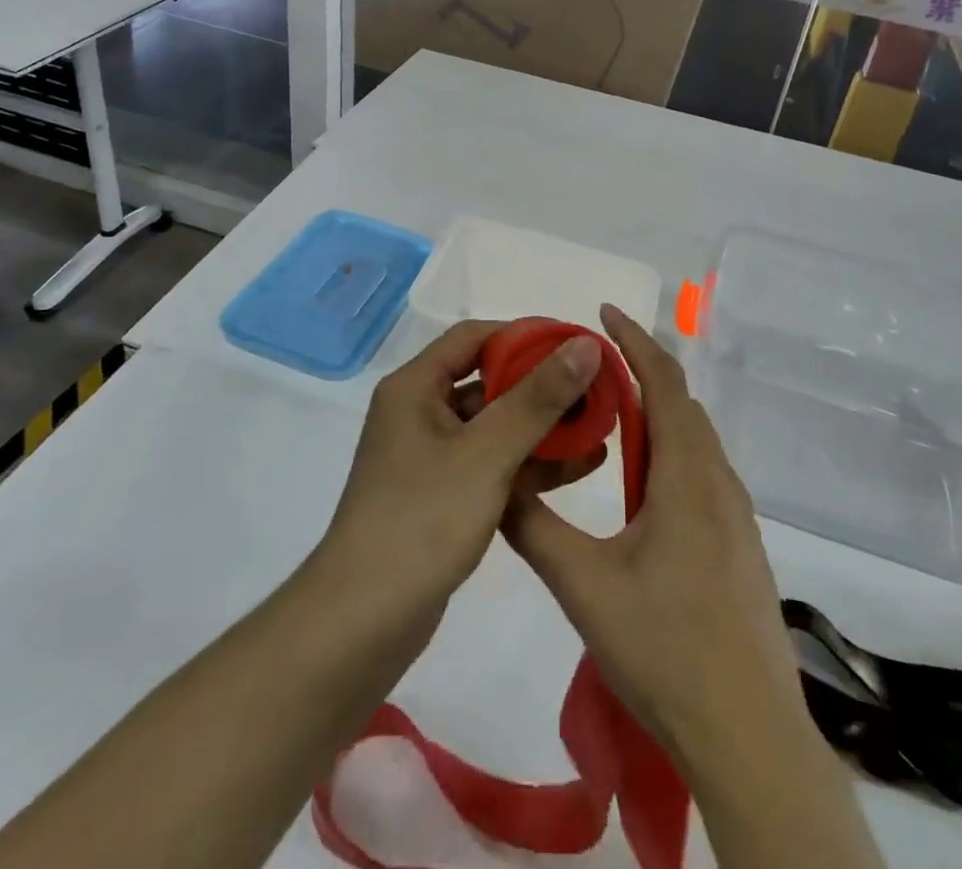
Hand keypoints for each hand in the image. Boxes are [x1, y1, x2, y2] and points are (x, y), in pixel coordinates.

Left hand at [312, 320, 607, 650]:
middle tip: (596, 388)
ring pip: (494, 426)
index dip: (525, 336)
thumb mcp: (486, 453)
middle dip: (542, 385)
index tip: (574, 346)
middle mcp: (419, 413)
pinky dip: (530, 464)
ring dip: (543, 426)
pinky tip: (579, 466)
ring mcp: (431, 458)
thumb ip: (537, 398)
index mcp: (415, 388)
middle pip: (488, 381)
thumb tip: (584, 345)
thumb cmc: (422, 521)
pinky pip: (492, 464)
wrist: (361, 626)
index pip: (474, 337)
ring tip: (600, 426)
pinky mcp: (442, 497)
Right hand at [502, 306, 806, 781]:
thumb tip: (498, 484)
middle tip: (591, 364)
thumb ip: (535, 529)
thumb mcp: (583, 586)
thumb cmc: (665, 650)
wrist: (749, 735)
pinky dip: (669, 449)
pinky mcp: (739, 545)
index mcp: (687, 476)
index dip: (634, 340)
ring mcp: (735, 516)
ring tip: (610, 412)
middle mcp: (718, 483)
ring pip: (693, 440)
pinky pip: (701, 471)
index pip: (664, 382)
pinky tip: (641, 483)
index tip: (602, 312)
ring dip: (656, 412)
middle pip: (682, 404)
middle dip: (640, 370)